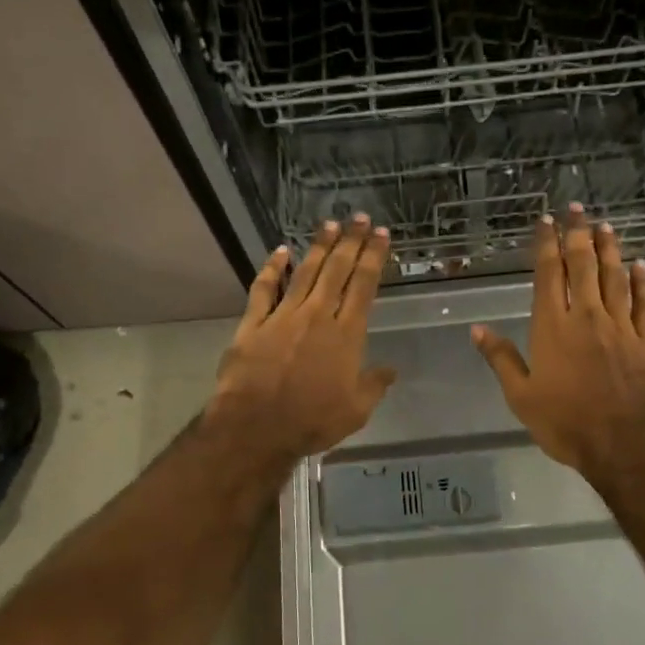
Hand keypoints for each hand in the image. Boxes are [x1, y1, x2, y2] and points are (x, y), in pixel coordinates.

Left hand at [207, 215, 397, 461]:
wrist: (257, 427)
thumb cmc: (312, 421)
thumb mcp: (356, 410)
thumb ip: (374, 386)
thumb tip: (390, 370)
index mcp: (346, 334)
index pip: (364, 286)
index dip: (374, 257)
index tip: (382, 235)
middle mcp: (317, 316)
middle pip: (337, 270)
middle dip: (351, 241)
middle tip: (360, 217)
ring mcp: (283, 316)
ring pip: (305, 272)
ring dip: (318, 247)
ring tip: (330, 224)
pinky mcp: (254, 324)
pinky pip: (264, 289)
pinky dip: (272, 268)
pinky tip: (280, 251)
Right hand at [471, 206, 644, 479]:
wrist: (624, 443)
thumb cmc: (566, 422)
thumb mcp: (521, 396)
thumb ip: (501, 359)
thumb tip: (477, 330)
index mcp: (553, 326)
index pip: (549, 274)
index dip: (547, 244)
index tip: (546, 221)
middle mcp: (587, 316)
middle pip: (583, 266)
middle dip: (578, 234)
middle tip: (577, 209)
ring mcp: (620, 327)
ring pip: (614, 278)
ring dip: (609, 249)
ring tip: (605, 226)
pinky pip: (644, 304)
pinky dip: (641, 283)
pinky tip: (639, 266)